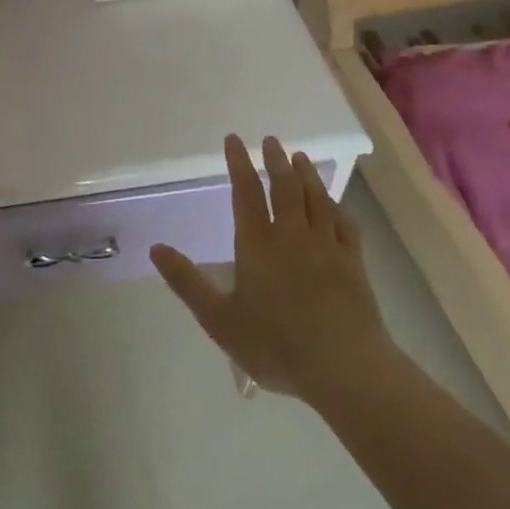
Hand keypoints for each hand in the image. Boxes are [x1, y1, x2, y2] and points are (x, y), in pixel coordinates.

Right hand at [151, 135, 396, 408]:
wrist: (344, 368)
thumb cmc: (276, 346)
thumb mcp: (219, 320)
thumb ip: (187, 282)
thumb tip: (155, 248)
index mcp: (258, 244)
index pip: (246, 192)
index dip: (239, 163)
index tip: (234, 140)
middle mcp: (292, 236)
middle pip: (284, 187)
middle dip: (276, 161)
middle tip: (271, 141)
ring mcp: (327, 247)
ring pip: (316, 199)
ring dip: (307, 175)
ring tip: (300, 158)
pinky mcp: (354, 263)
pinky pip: (345, 224)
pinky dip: (337, 207)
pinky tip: (335, 204)